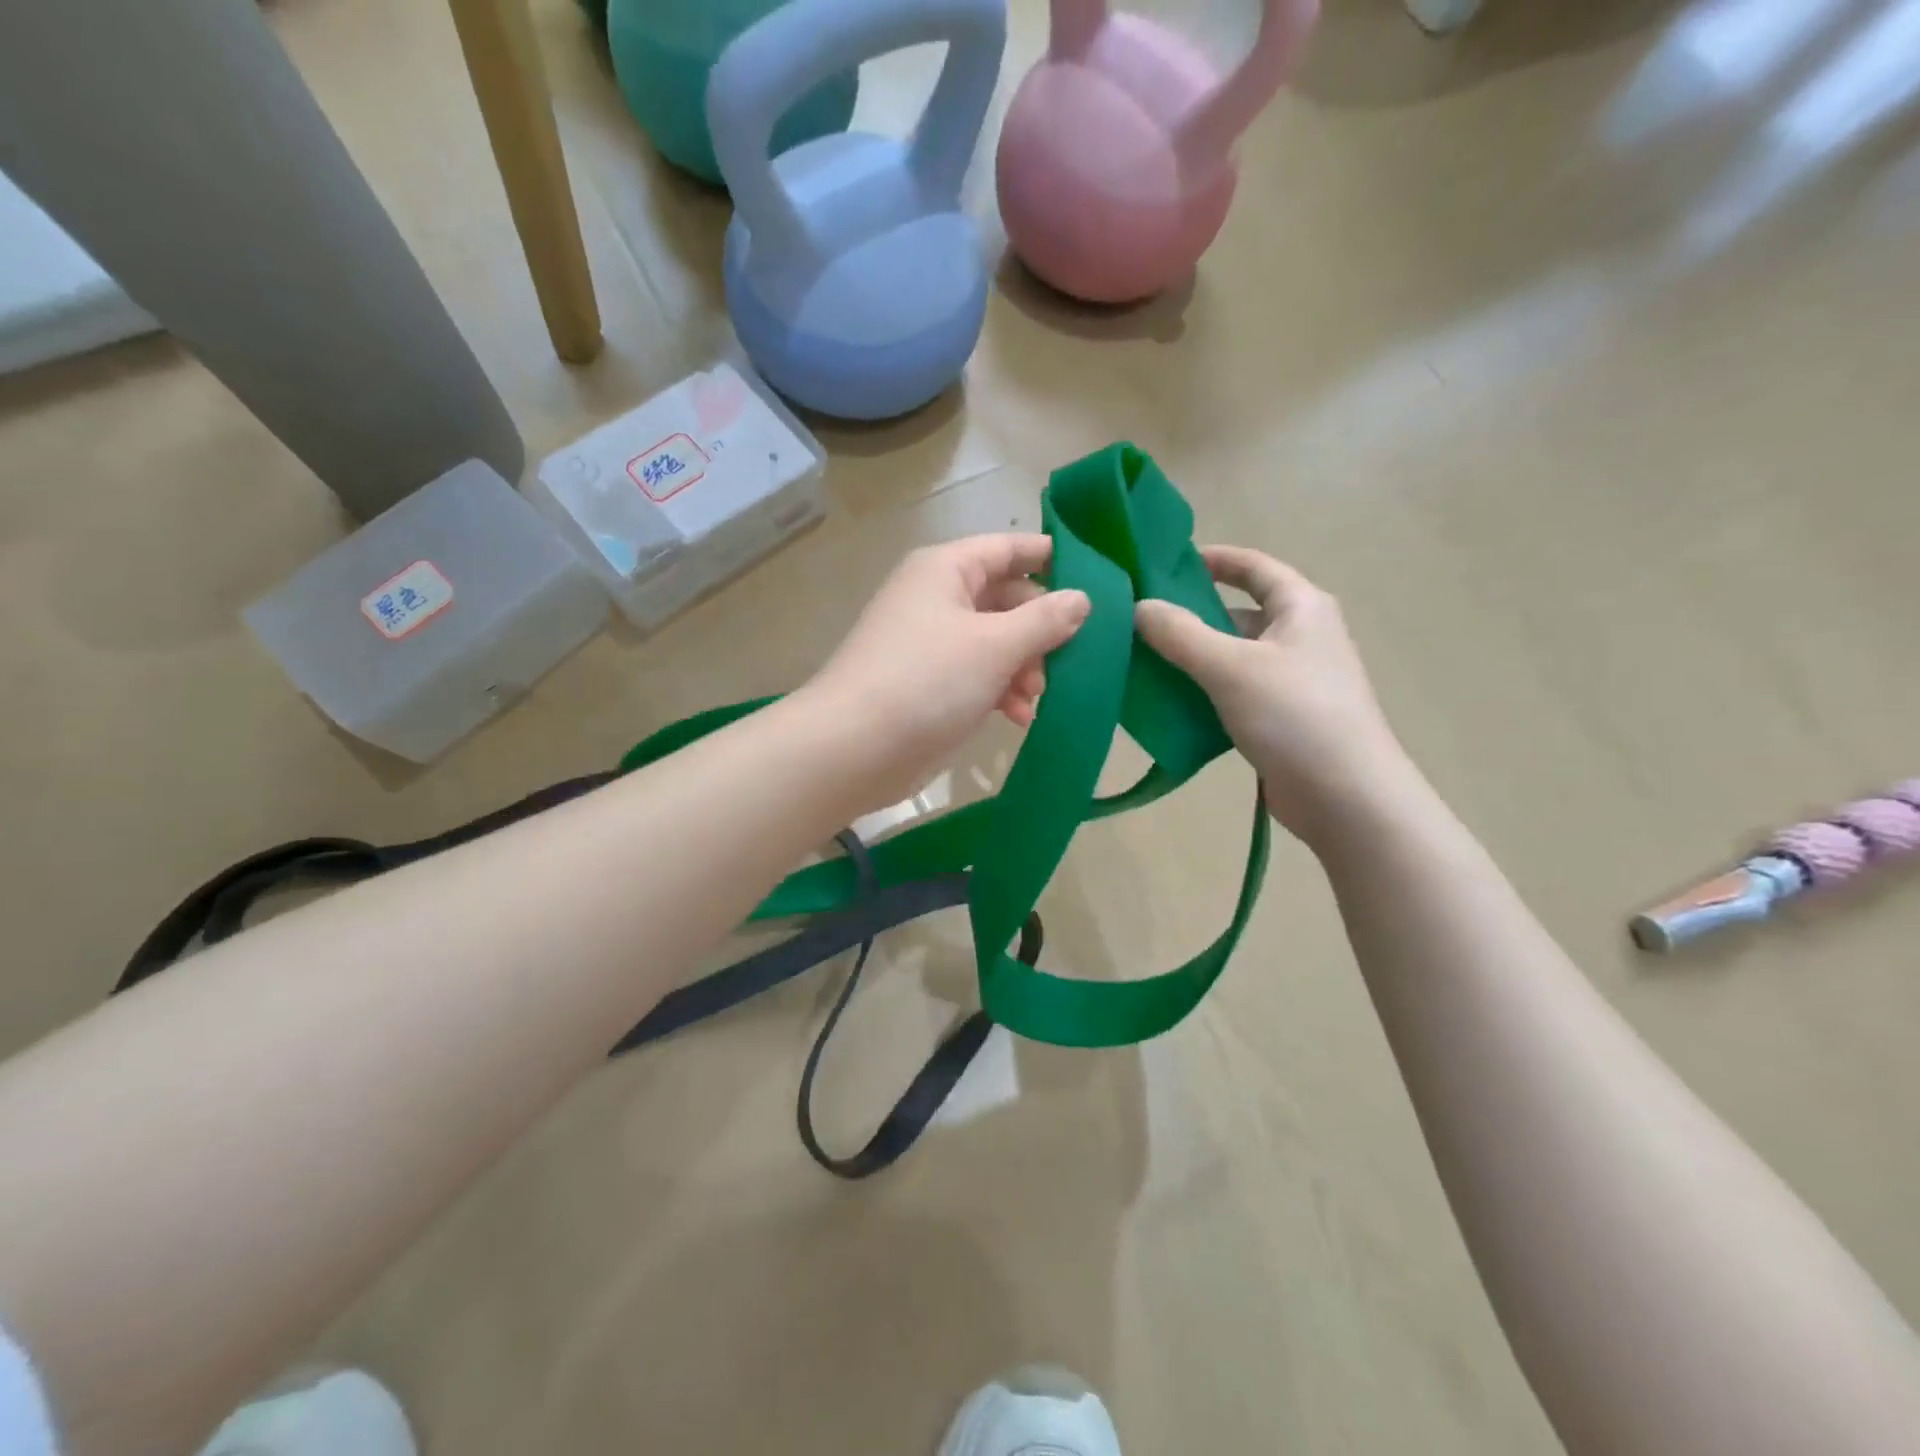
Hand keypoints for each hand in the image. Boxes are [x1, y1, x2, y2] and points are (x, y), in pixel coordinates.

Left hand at [802, 535, 1090, 808]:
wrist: (853, 747)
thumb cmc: (927, 680)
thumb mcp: (995, 645)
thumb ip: (1044, 620)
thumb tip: (1081, 598)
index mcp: (945, 569)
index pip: (1008, 549)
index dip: (1051, 559)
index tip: (1096, 581)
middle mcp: (936, 598)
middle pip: (1005, 599)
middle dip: (1039, 631)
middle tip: (1066, 661)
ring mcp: (929, 643)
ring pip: (994, 642)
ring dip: (1022, 667)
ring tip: (1034, 699)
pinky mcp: (926, 684)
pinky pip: (975, 675)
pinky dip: (999, 691)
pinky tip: (1017, 718)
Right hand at [1135, 546, 1413, 845]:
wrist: (1346, 797)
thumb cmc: (1294, 715)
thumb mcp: (1231, 667)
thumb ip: (1180, 634)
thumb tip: (1139, 606)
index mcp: (1301, 607)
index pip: (1254, 566)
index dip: (1213, 559)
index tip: (1166, 563)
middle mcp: (1301, 636)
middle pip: (1239, 613)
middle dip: (1191, 615)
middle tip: (1140, 621)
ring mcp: (1294, 679)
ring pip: (1233, 656)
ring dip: (1193, 658)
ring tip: (1143, 662)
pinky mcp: (1283, 718)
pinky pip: (1235, 692)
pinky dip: (1205, 692)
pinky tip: (1170, 704)